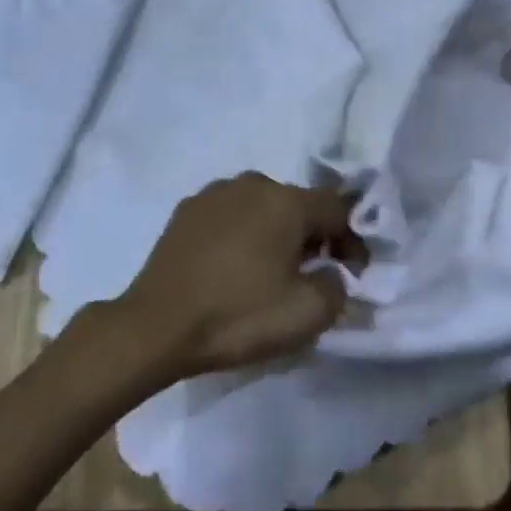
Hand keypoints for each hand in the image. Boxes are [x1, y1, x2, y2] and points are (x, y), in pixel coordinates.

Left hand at [113, 172, 360, 379]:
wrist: (156, 326)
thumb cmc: (238, 316)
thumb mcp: (307, 314)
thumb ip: (338, 286)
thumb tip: (331, 273)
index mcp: (286, 200)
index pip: (339, 208)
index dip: (354, 240)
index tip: (353, 273)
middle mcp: (252, 183)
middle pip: (299, 205)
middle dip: (314, 236)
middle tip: (314, 275)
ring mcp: (214, 193)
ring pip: (263, 208)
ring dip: (276, 233)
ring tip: (270, 272)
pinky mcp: (186, 211)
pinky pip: (231, 216)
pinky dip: (242, 235)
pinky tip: (233, 267)